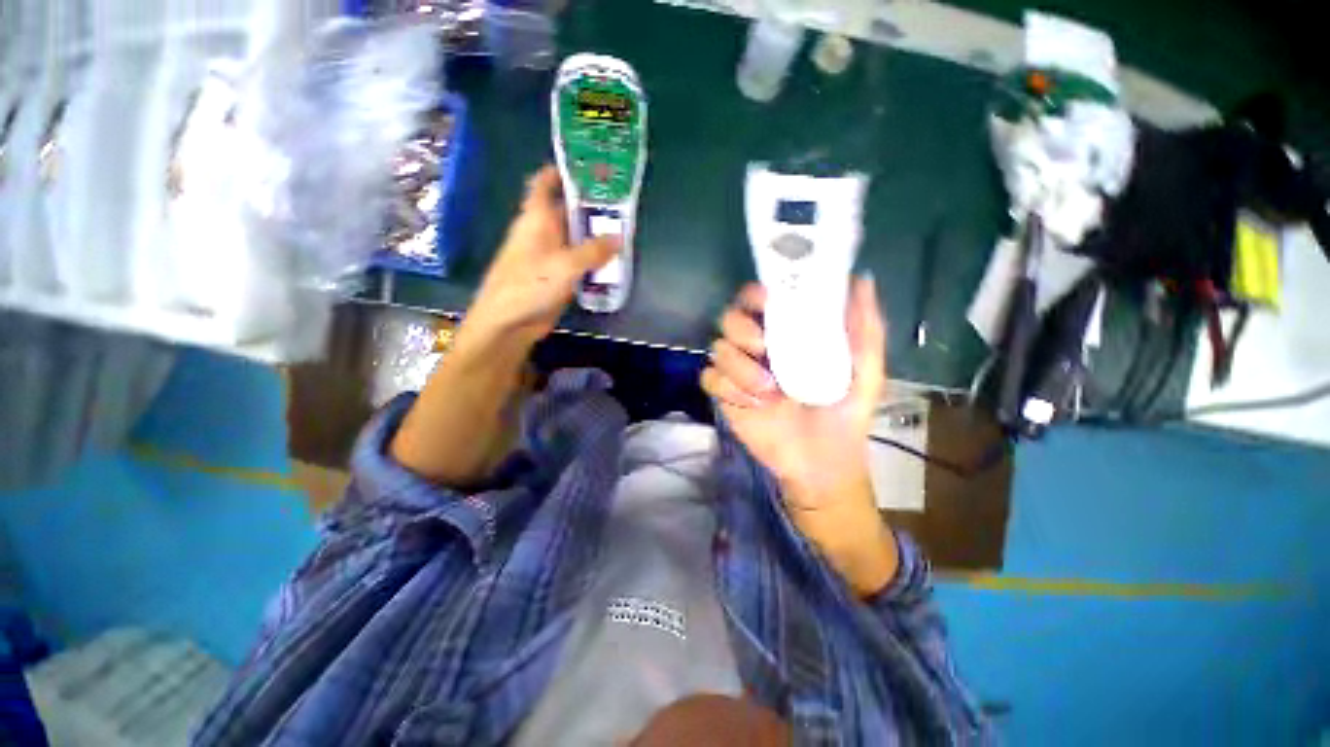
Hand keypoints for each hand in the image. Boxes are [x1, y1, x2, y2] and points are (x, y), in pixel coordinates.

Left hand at [463, 165, 619, 346]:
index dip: (561, 172)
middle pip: (567, 211)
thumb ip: (594, 251)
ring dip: (595, 237)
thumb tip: (619, 238)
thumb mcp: (566, 264)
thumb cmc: (530, 284)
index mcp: (537, 218)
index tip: (586, 168)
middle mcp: (543, 232)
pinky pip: (578, 262)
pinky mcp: (556, 276)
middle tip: (621, 204)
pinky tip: (613, 262)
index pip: (544, 184)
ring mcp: (550, 256)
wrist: (509, 322)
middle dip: (591, 207)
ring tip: (624, 231)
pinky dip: (593, 260)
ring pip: (575, 239)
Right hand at [703, 278, 896, 594]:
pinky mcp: (725, 396)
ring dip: (740, 367)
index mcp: (786, 334)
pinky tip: (753, 404)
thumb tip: (861, 279)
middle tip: (763, 347)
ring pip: (717, 349)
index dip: (755, 294)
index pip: (758, 299)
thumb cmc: (844, 414)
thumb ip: (865, 328)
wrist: (821, 463)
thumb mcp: (865, 371)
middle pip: (729, 319)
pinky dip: (727, 388)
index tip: (768, 301)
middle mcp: (757, 347)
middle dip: (742, 330)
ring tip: (770, 391)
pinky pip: (710, 378)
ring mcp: (738, 371)